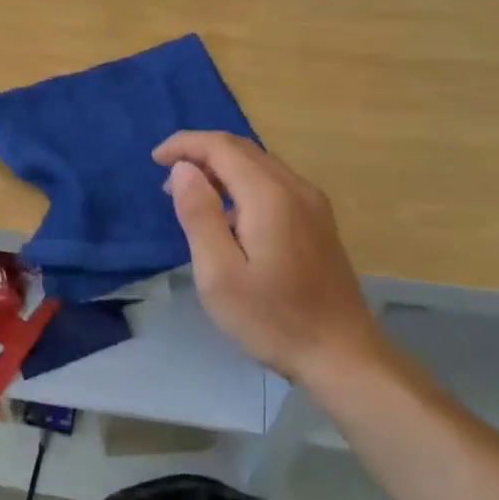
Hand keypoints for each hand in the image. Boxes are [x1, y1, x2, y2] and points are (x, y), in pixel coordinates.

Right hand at [153, 132, 379, 384]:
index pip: (221, 147)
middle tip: (168, 179)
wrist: (343, 355)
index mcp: (269, 195)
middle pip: (242, 149)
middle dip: (200, 153)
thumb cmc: (274, 319)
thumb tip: (183, 169)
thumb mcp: (220, 275)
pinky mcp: (318, 221)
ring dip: (221, 168)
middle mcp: (295, 187)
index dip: (185, 144)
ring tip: (191, 195)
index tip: (155, 160)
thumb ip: (199, 215)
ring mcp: (312, 203)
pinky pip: (274, 183)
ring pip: (260, 164)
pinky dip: (242, 183)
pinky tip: (230, 216)